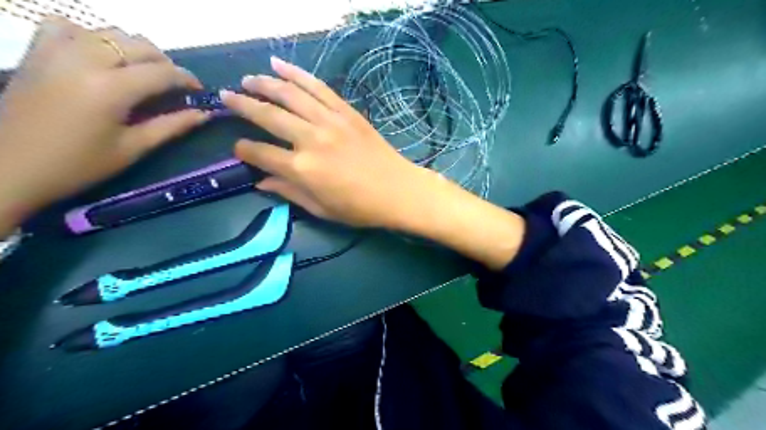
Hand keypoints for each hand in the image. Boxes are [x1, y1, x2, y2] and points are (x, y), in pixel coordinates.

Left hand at [1, 16, 207, 232]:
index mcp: (111, 88)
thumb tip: (204, 114)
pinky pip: (67, 26)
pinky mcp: (37, 52)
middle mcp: (85, 60)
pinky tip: (98, 55)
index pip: (162, 72)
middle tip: (174, 86)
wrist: (11, 167)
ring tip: (142, 72)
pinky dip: (90, 35)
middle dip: (166, 63)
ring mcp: (56, 51)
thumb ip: (171, 126)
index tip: (199, 92)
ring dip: (134, 48)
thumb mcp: (133, 148)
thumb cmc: (79, 164)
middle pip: (139, 45)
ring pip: (108, 31)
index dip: (187, 79)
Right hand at [220, 59, 429, 229]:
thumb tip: (260, 182)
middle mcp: (310, 139)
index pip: (260, 153)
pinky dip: (298, 74)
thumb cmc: (360, 208)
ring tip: (248, 79)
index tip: (238, 147)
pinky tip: (281, 66)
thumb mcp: (322, 209)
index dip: (244, 150)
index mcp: (302, 169)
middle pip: (268, 116)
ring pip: (290, 95)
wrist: (398, 190)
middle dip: (242, 104)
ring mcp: (330, 122)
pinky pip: (318, 88)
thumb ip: (289, 193)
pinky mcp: (346, 112)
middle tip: (226, 96)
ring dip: (265, 83)